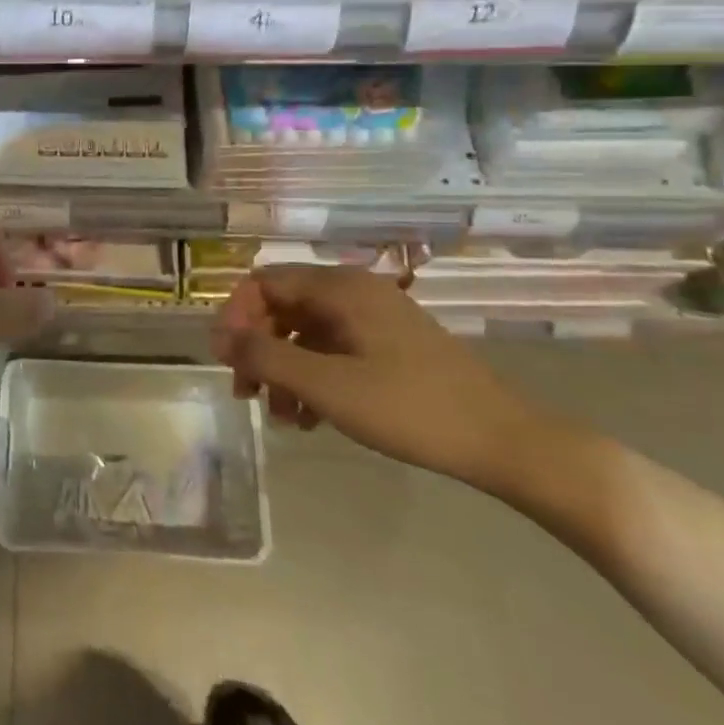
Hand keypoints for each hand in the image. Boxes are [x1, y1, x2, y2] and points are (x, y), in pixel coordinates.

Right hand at [211, 264, 552, 490]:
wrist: (503, 442)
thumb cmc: (408, 407)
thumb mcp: (326, 385)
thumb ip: (266, 357)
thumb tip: (220, 337)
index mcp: (340, 288)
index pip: (264, 282)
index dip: (236, 316)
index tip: (226, 360)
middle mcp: (354, 292)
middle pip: (282, 307)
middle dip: (258, 348)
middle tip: (246, 391)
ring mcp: (374, 319)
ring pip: (306, 333)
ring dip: (283, 369)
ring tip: (281, 416)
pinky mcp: (388, 346)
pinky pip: (332, 350)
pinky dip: (312, 377)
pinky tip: (310, 418)